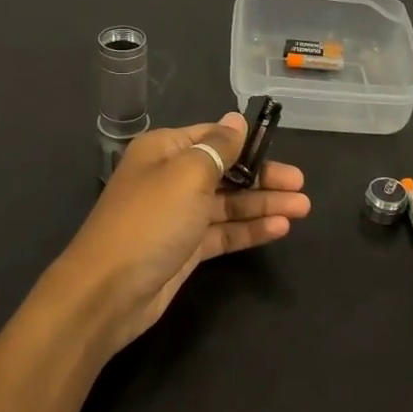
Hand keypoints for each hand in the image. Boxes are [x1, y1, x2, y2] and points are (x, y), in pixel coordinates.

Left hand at [46, 113, 309, 358]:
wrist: (109, 291)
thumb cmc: (150, 221)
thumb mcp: (188, 174)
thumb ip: (218, 147)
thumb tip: (236, 120)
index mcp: (164, 150)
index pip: (212, 137)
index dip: (247, 143)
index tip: (281, 148)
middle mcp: (170, 178)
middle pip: (225, 171)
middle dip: (263, 177)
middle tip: (301, 186)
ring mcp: (178, 216)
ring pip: (228, 204)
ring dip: (263, 205)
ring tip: (303, 209)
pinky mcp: (185, 249)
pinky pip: (223, 233)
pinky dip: (249, 230)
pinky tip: (280, 228)